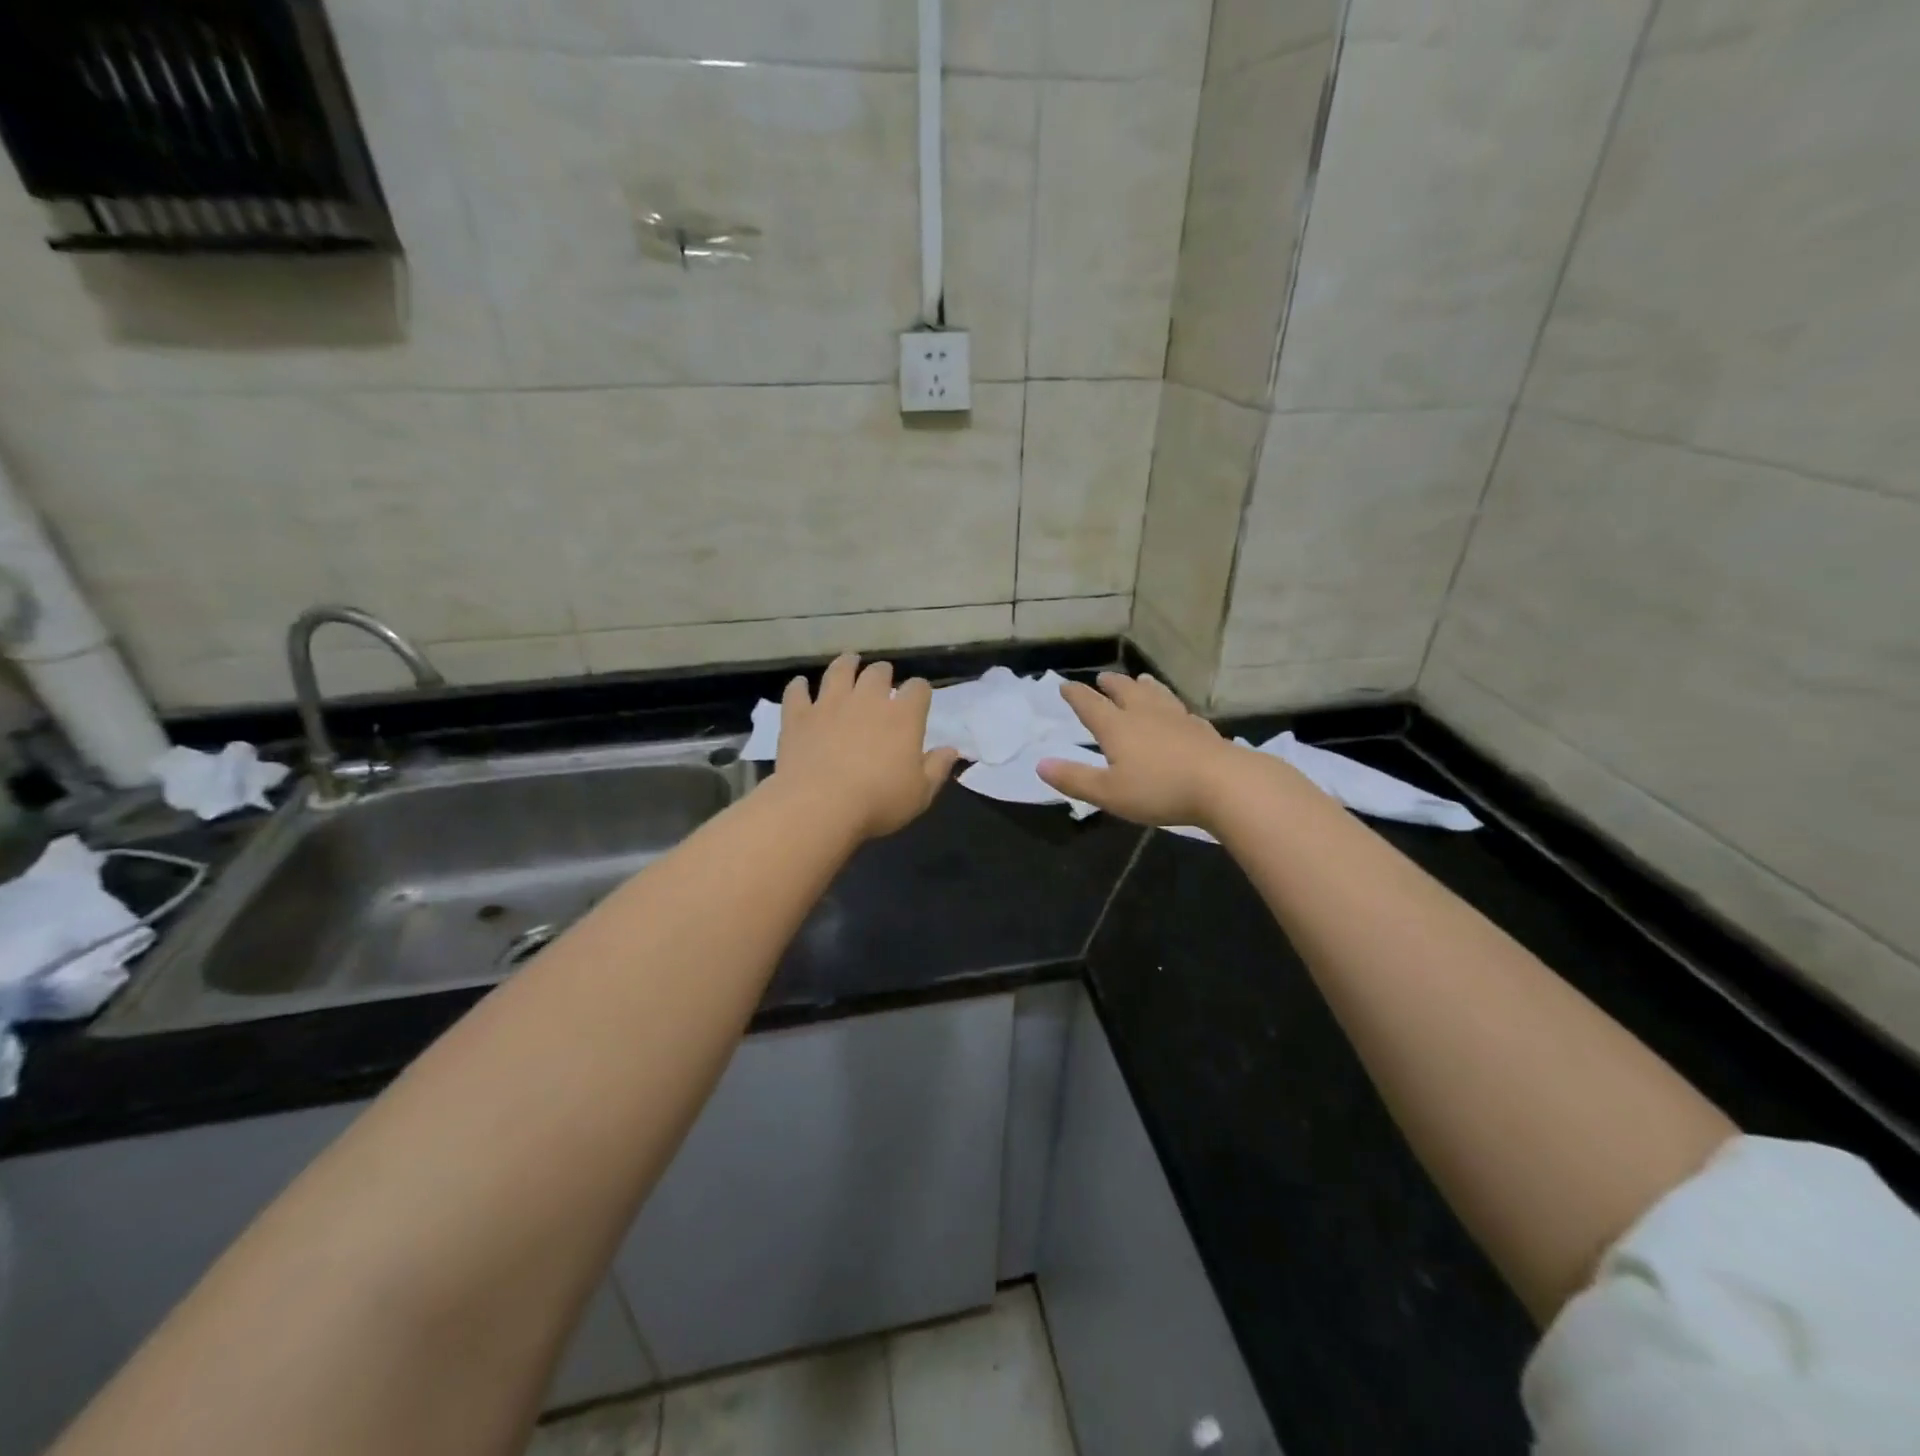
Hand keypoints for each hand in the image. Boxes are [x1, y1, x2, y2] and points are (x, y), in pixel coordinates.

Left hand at [774, 654, 959, 839]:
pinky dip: (799, 687)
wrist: (819, 805)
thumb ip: (937, 768)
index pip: (918, 689)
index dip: (920, 691)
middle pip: (878, 673)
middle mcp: (867, 700)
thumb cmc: (878, 802)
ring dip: (846, 664)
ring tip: (849, 662)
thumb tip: (951, 750)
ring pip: (839, 671)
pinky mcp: (799, 716)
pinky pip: (797, 692)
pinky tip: (800, 685)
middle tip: (882, 678)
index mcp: (903, 717)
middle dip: (883, 673)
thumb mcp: (920, 793)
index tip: (919, 698)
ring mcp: (830, 704)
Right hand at [1037, 673, 1245, 828]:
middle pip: (1125, 692)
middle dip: (1111, 685)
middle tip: (1103, 677)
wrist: (1224, 784)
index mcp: (1118, 727)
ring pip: (1156, 694)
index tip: (1065, 685)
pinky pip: (1181, 710)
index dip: (1076, 695)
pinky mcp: (1202, 729)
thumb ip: (1074, 778)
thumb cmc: (1159, 789)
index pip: (1091, 705)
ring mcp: (1177, 718)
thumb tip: (1040, 764)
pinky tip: (1177, 711)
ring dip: (1144, 686)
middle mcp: (1145, 714)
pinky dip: (1171, 704)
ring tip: (1140, 679)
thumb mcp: (1108, 792)